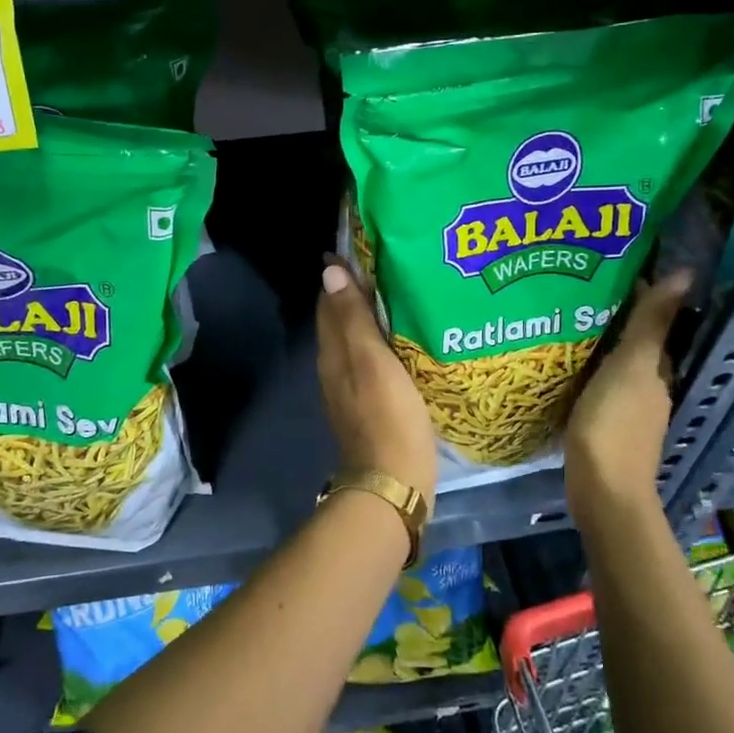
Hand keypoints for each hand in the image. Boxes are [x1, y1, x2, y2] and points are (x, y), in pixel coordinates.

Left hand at [316, 260, 436, 505]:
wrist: (393, 484)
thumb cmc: (387, 416)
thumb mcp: (371, 361)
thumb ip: (352, 318)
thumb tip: (330, 272)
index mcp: (332, 352)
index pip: (329, 302)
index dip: (342, 275)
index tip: (363, 248)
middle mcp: (334, 367)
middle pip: (340, 321)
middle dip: (356, 292)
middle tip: (388, 266)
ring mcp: (351, 390)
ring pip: (355, 342)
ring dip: (370, 318)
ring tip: (399, 295)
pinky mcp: (370, 407)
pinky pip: (370, 362)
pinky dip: (381, 344)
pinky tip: (404, 342)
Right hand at [564, 270, 691, 516]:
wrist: (601, 488)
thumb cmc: (615, 422)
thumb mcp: (632, 365)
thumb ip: (651, 322)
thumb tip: (688, 273)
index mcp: (657, 368)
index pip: (653, 320)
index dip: (637, 292)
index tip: (608, 265)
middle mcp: (648, 385)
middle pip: (634, 341)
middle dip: (613, 314)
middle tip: (577, 286)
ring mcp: (626, 406)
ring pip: (615, 362)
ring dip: (598, 340)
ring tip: (564, 316)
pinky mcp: (602, 423)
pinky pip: (596, 382)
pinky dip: (585, 366)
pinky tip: (562, 361)